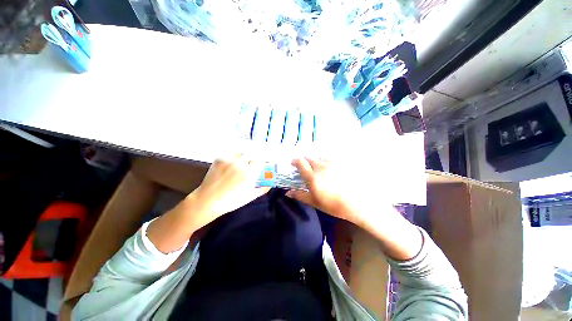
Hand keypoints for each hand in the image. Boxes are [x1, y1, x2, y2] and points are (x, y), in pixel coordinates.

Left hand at [147, 154, 268, 253]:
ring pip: (240, 153)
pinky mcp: (220, 159)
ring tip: (239, 164)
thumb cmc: (231, 201)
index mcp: (250, 173)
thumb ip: (262, 190)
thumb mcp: (249, 197)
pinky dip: (232, 157)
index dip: (260, 162)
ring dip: (242, 157)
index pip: (260, 160)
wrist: (208, 200)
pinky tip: (230, 165)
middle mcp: (241, 164)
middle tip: (249, 164)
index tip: (259, 165)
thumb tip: (269, 185)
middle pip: (251, 154)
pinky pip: (230, 154)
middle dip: (251, 158)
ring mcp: (229, 160)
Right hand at [287, 157, 367, 225]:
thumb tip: (287, 192)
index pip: (300, 162)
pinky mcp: (341, 164)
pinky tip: (329, 169)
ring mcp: (332, 164)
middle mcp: (321, 167)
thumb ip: (300, 195)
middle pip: (309, 158)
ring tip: (317, 168)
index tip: (293, 163)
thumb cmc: (333, 205)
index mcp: (312, 176)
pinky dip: (325, 162)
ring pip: (319, 158)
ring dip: (315, 161)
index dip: (295, 161)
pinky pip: (329, 159)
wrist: (356, 203)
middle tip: (305, 167)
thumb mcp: (314, 202)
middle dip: (305, 160)